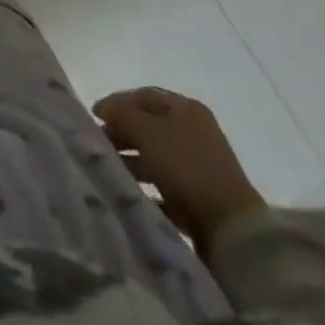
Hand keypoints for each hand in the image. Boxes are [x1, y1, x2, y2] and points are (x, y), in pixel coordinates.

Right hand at [92, 87, 265, 252]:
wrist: (231, 228)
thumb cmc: (186, 167)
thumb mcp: (147, 132)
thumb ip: (122, 115)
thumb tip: (105, 109)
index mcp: (186, 108)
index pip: (144, 95)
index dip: (116, 102)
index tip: (93, 115)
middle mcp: (195, 132)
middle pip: (150, 125)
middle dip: (122, 132)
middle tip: (98, 143)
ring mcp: (200, 166)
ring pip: (156, 156)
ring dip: (132, 161)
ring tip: (109, 169)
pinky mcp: (201, 198)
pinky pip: (167, 187)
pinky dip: (148, 188)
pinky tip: (131, 194)